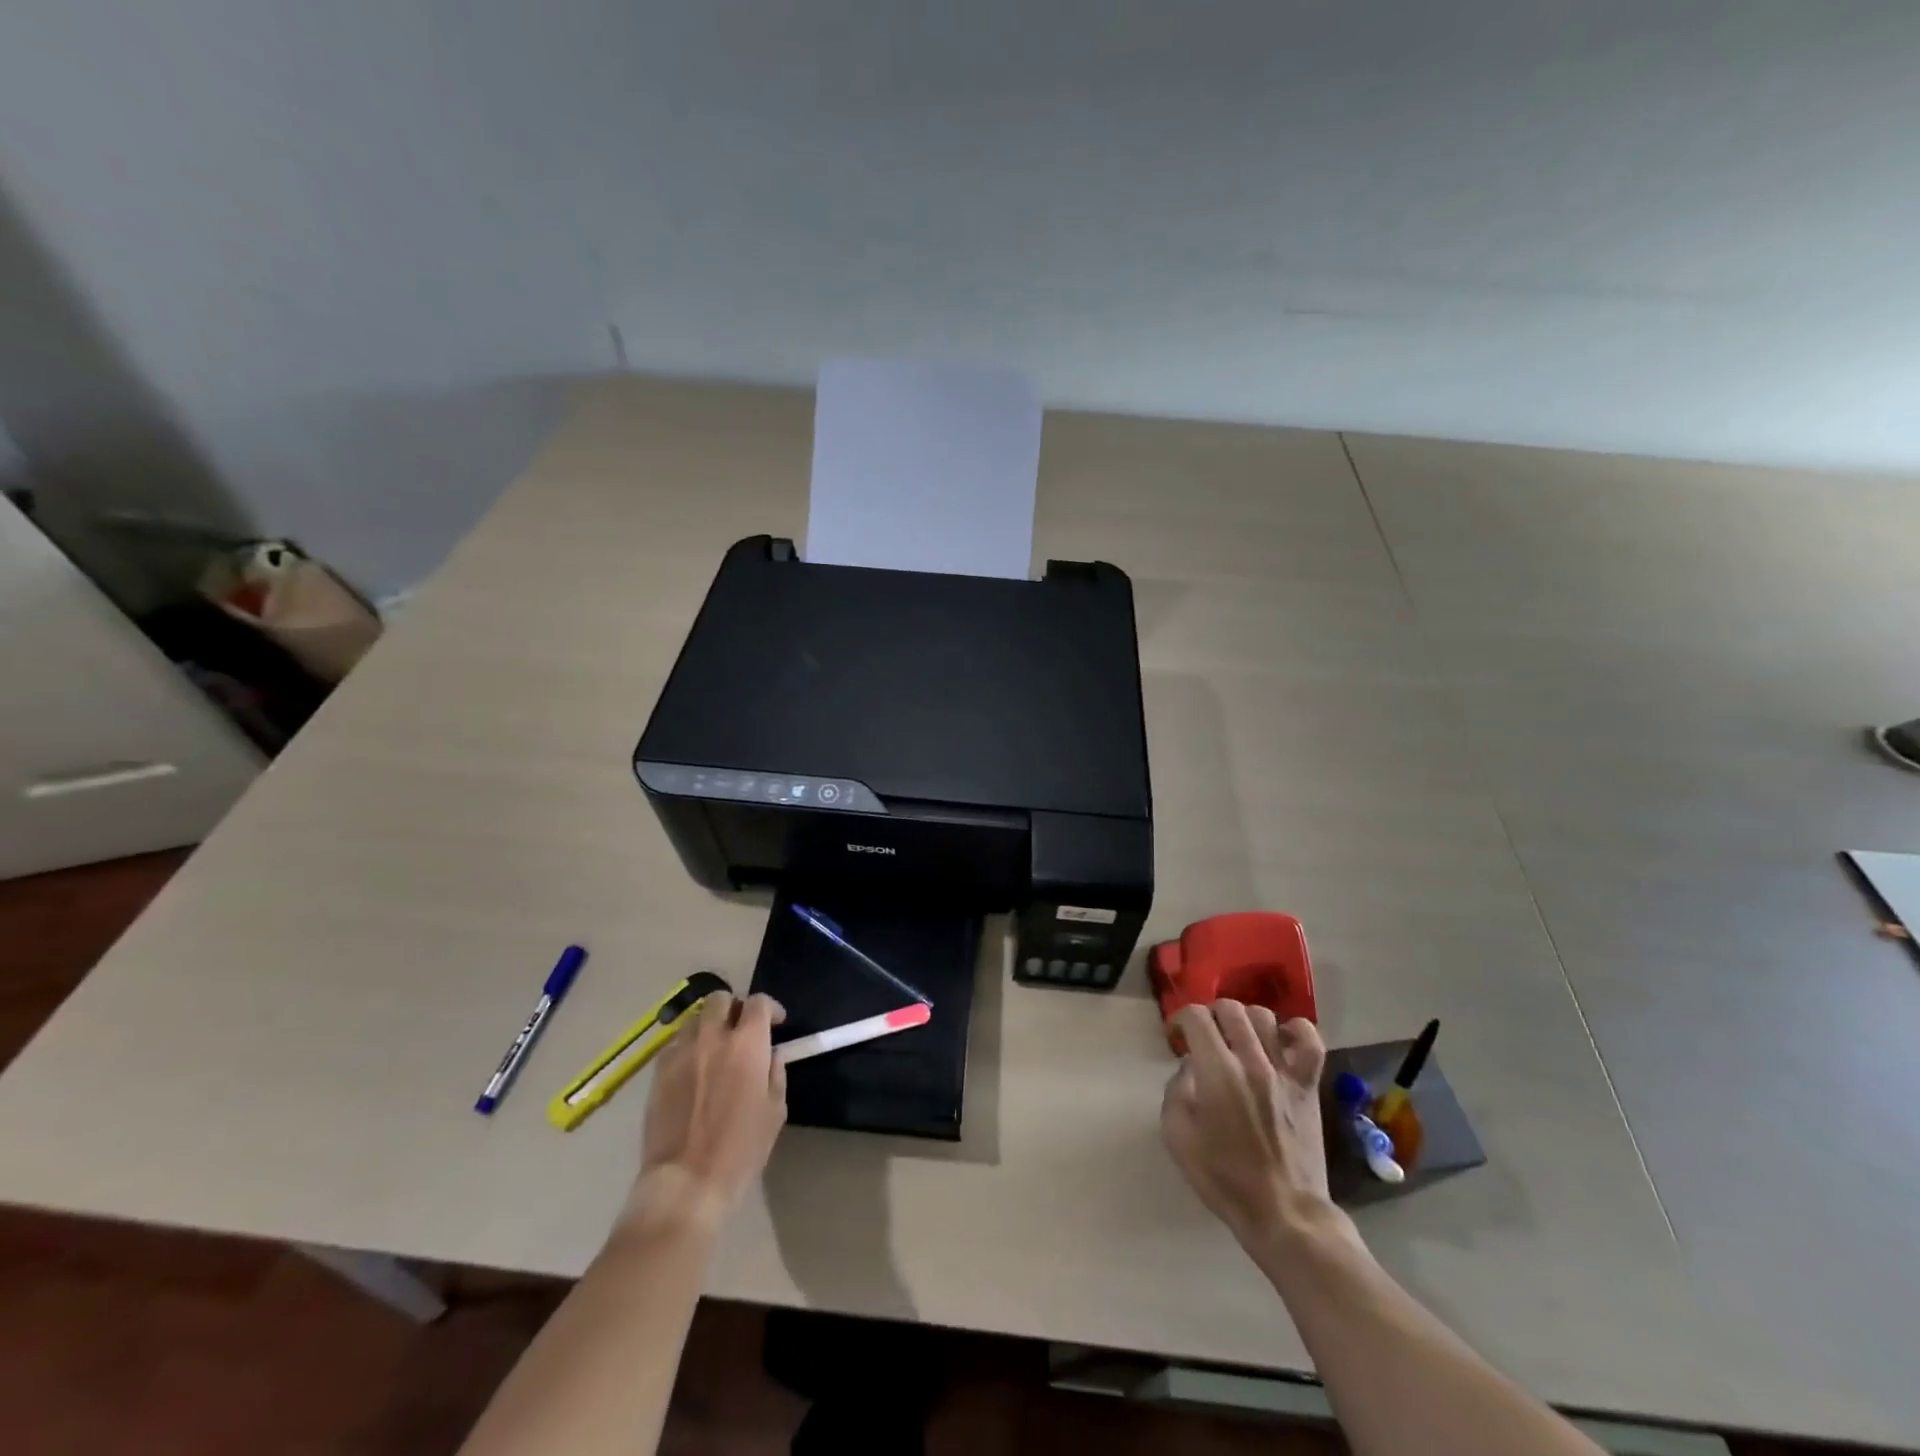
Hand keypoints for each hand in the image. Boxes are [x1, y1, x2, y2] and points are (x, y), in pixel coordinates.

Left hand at [628, 992, 786, 1228]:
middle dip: (734, 1007)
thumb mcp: (775, 1111)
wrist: (686, 1181)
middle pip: (721, 998)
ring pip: (695, 1019)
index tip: (775, 1024)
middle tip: (741, 1030)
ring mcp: (681, 1052)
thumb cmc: (740, 1149)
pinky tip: (693, 1069)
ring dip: (709, 1025)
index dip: (769, 1008)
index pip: (758, 1002)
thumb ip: (775, 1073)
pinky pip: (674, 1045)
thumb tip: (771, 1056)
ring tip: (715, 1047)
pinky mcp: (658, 1072)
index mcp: (747, 1044)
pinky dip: (687, 1048)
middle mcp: (713, 1037)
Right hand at [1161, 1001, 1331, 1242]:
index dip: (1181, 1019)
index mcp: (1217, 1071)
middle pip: (1229, 1009)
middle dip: (1210, 1016)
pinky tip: (1281, 1041)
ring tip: (1238, 1040)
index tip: (1177, 1037)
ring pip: (1264, 1017)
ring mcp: (1284, 1072)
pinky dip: (1295, 1031)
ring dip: (1244, 1021)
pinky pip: (1310, 1041)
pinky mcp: (1308, 1086)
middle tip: (1205, 1038)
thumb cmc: (1223, 1177)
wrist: (1283, 1213)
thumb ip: (1176, 1089)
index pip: (1197, 1017)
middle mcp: (1251, 1061)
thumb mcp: (1177, 1135)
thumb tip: (1191, 1067)